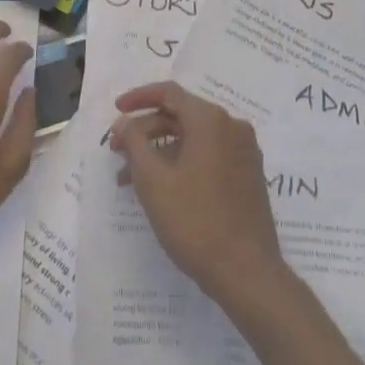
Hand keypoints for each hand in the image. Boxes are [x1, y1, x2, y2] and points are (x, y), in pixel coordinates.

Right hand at [109, 82, 286, 306]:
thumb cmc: (195, 221)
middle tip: (117, 152)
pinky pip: (209, 155)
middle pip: (181, 115)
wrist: (247, 271)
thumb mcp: (153, 180)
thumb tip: (125, 122)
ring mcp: (244, 152)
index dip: (138, 98)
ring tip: (129, 180)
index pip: (169, 93)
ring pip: (193, 139)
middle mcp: (232, 127)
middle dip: (145, 130)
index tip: (116, 111)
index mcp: (211, 121)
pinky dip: (181, 163)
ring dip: (160, 151)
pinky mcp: (248, 175)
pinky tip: (161, 188)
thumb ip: (134, 142)